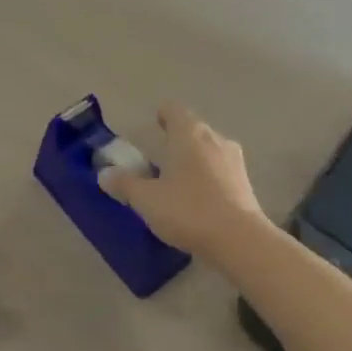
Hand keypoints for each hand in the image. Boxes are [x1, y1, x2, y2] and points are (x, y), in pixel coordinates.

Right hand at [97, 102, 267, 255]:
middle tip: (157, 162)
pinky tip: (198, 202)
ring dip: (193, 161)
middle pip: (192, 130)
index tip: (152, 129)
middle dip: (176, 142)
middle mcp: (214, 139)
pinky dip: (208, 179)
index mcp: (189, 133)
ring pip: (208, 150)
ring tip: (177, 184)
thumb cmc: (189, 210)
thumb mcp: (147, 199)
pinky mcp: (246, 183)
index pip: (174, 109)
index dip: (161, 116)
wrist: (240, 241)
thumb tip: (104, 174)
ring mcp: (234, 160)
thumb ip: (124, 184)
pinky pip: (221, 171)